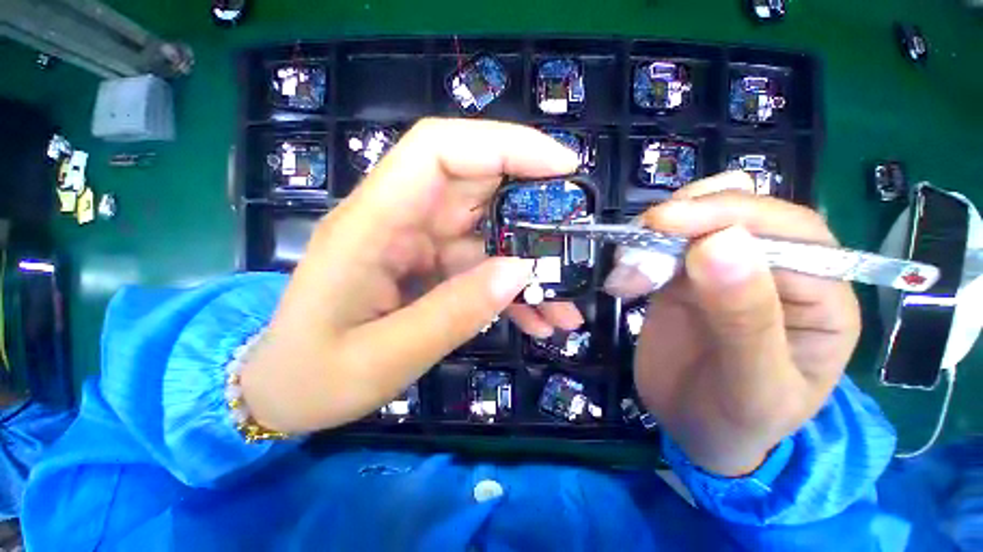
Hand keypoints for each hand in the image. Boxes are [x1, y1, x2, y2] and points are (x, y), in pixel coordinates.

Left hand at [240, 119, 583, 433]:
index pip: (440, 150)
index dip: (503, 145)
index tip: (561, 166)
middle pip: (476, 187)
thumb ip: (452, 312)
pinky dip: (511, 290)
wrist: (288, 391)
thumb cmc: (315, 377)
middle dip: (533, 211)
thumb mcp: (384, 357)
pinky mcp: (429, 268)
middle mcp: (398, 222)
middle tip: (575, 246)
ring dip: (530, 266)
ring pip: (488, 234)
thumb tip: (520, 273)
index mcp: (371, 224)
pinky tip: (536, 320)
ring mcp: (416, 245)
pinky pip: (480, 267)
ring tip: (564, 307)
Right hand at [606, 173, 860, 475]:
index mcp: (822, 298)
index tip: (666, 222)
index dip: (729, 214)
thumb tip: (720, 242)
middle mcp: (778, 272)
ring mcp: (725, 270)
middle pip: (740, 212)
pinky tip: (623, 283)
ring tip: (627, 274)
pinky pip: (662, 246)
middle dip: (685, 217)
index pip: (790, 231)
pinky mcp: (684, 277)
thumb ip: (745, 319)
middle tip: (638, 238)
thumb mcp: (751, 386)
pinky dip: (637, 252)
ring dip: (653, 235)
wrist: (696, 430)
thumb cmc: (737, 421)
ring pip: (696, 222)